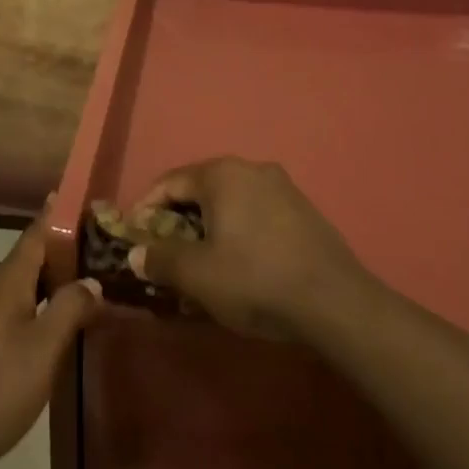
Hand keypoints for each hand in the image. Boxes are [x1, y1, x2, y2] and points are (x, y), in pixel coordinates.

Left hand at [0, 218, 100, 468]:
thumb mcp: (43, 350)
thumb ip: (70, 309)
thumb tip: (92, 281)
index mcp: (5, 281)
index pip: (36, 233)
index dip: (57, 214)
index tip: (77, 196)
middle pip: (28, 260)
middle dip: (61, 255)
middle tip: (97, 254)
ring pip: (17, 288)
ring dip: (47, 285)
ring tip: (80, 293)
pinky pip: (7, 310)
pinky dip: (32, 308)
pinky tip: (46, 333)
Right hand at [127, 158, 366, 339]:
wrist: (334, 300)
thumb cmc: (256, 280)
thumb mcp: (199, 275)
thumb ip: (161, 259)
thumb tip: (136, 253)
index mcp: (221, 174)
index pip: (170, 182)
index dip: (147, 208)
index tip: (134, 235)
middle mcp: (250, 168)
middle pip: (201, 188)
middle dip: (179, 218)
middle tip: (165, 251)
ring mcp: (281, 186)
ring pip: (231, 200)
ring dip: (210, 225)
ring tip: (201, 260)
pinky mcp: (302, 208)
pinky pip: (256, 211)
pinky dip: (238, 229)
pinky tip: (240, 262)